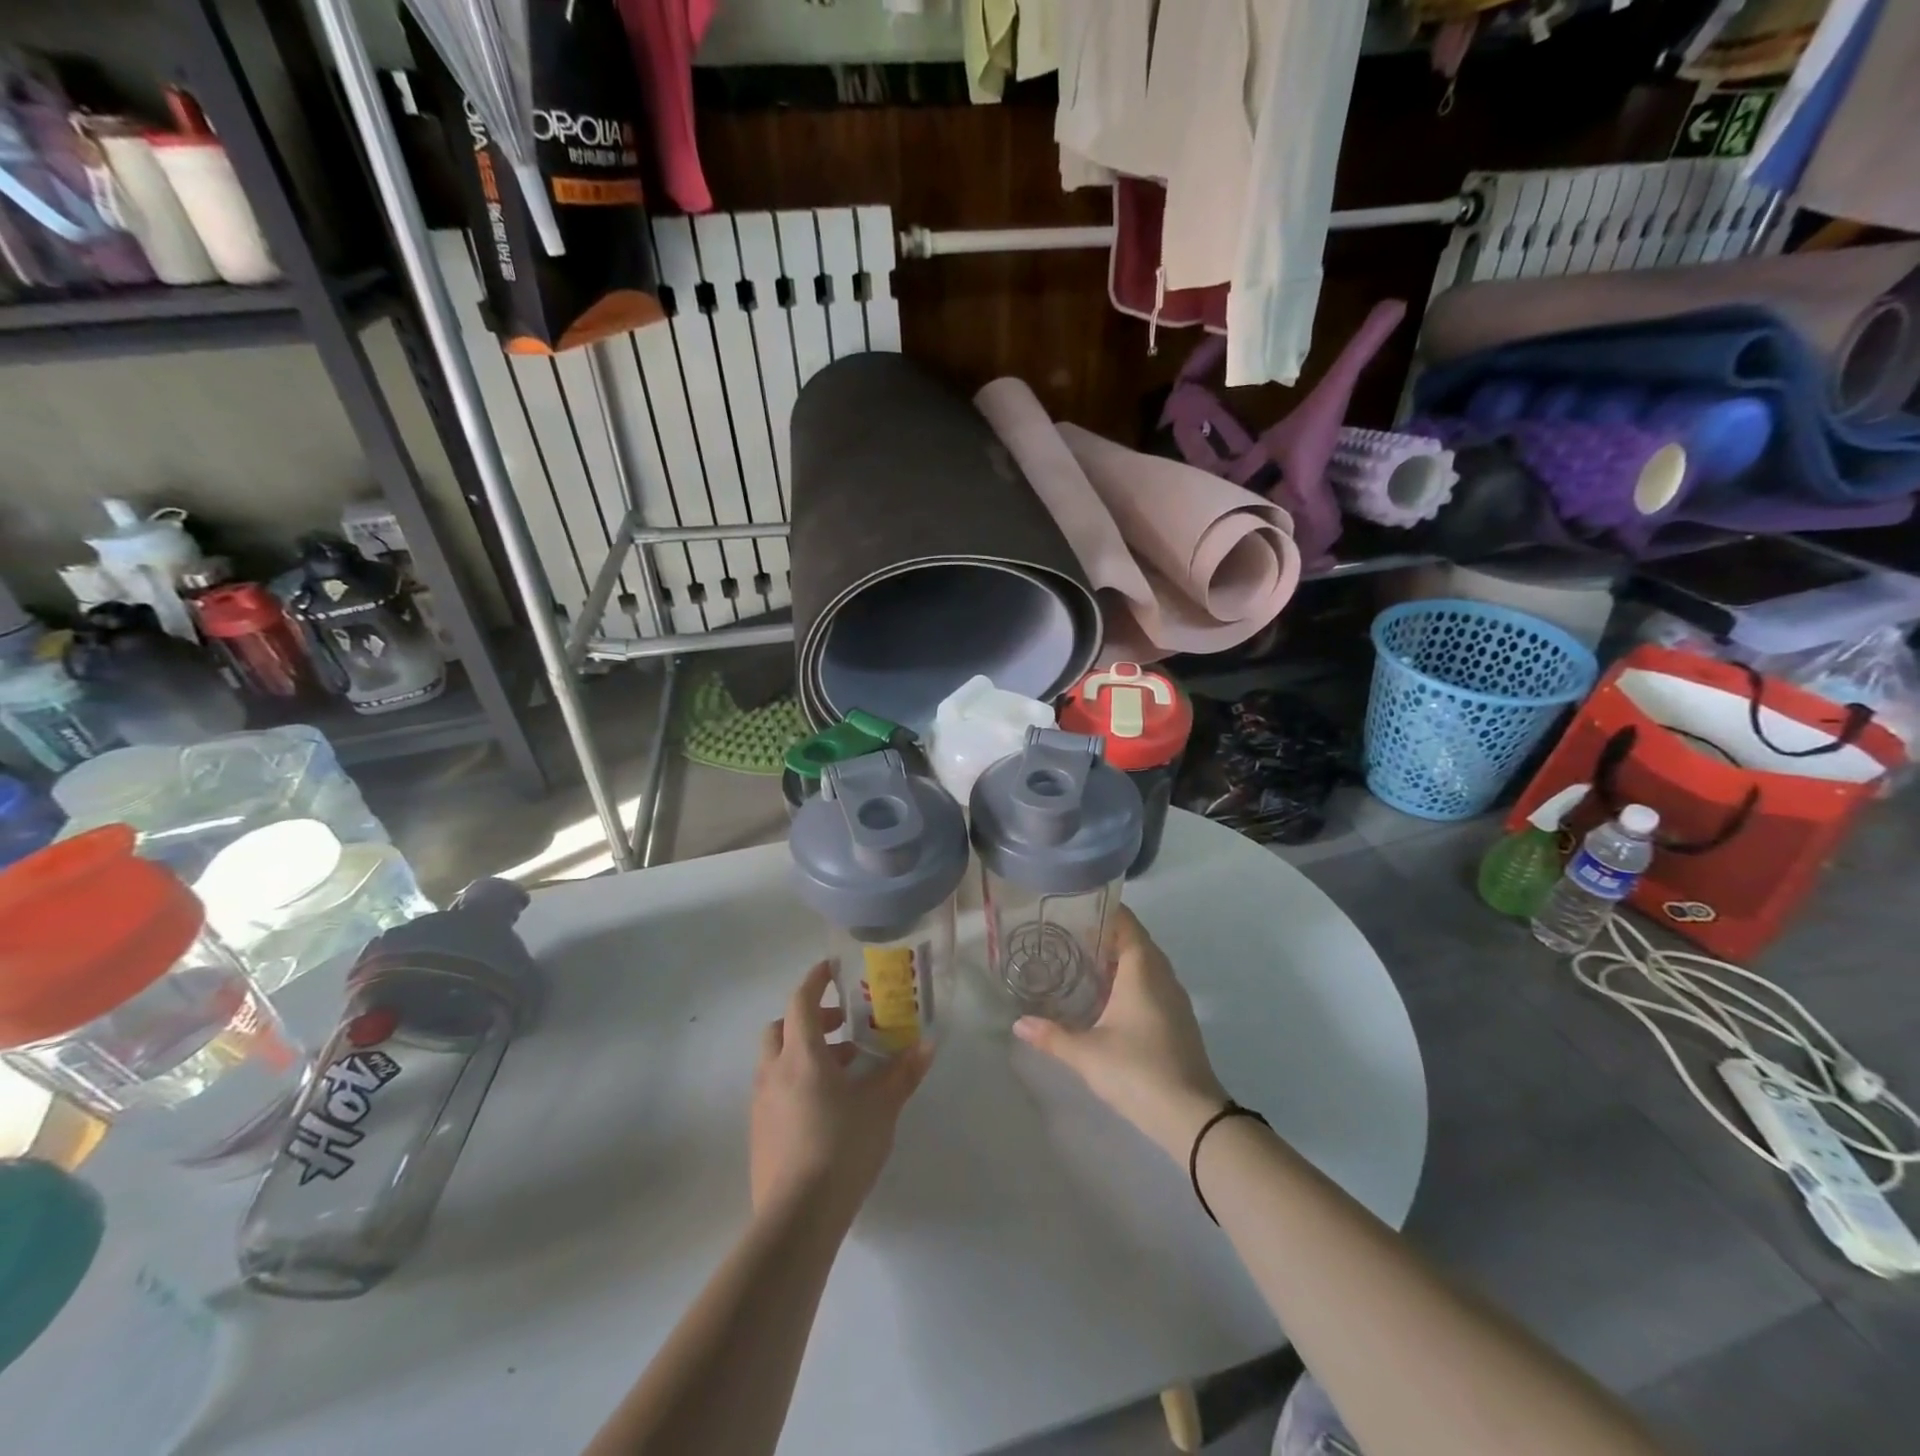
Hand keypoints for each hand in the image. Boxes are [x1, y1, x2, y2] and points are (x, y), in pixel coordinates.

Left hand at [751, 961, 933, 1227]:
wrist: (796, 1218)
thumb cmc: (841, 1147)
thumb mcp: (881, 1107)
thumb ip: (903, 1072)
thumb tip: (929, 1043)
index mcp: (801, 1055)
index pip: (801, 1000)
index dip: (816, 980)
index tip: (833, 969)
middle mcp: (774, 1071)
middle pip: (783, 1027)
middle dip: (811, 1019)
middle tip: (843, 1026)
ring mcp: (761, 1103)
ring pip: (777, 1060)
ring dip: (806, 1052)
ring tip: (844, 1071)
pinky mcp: (760, 1133)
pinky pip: (776, 1089)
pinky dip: (797, 1081)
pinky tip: (826, 1107)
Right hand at [1013, 906, 1227, 1158]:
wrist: (1192, 1117)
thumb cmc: (1137, 1070)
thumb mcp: (1086, 1053)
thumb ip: (1051, 1035)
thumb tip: (1018, 1023)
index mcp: (1142, 968)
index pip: (1126, 922)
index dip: (1102, 910)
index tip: (1073, 908)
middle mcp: (1162, 975)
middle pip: (1135, 940)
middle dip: (1105, 934)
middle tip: (1067, 936)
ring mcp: (1175, 998)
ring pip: (1146, 964)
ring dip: (1119, 959)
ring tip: (1082, 963)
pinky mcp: (1179, 1020)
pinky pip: (1153, 984)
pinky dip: (1131, 980)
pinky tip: (1107, 999)